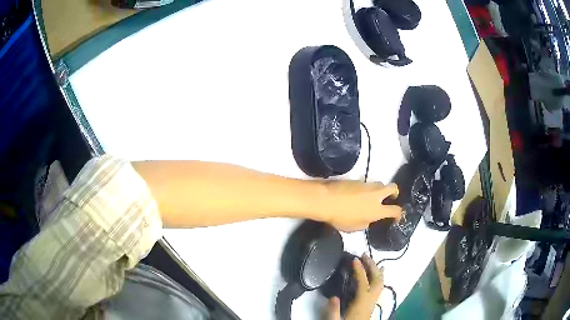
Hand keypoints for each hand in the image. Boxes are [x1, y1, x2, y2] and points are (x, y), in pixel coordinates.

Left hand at [321, 181, 401, 231]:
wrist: (325, 200)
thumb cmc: (340, 218)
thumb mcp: (355, 227)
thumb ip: (366, 222)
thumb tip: (369, 218)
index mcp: (377, 210)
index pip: (396, 210)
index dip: (399, 215)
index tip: (396, 218)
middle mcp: (375, 195)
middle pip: (393, 188)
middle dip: (395, 192)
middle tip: (390, 198)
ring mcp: (366, 185)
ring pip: (379, 183)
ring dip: (379, 189)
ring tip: (372, 196)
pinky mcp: (356, 179)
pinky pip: (365, 183)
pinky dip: (365, 188)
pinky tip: (357, 194)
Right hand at [327, 255, 383, 319]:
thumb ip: (333, 310)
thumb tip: (333, 296)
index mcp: (362, 303)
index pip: (363, 283)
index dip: (360, 270)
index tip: (354, 259)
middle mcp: (371, 300)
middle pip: (377, 280)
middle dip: (372, 266)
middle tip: (365, 255)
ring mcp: (373, 301)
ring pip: (381, 283)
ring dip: (377, 271)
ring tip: (373, 261)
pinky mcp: (372, 304)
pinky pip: (379, 288)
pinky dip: (379, 279)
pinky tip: (378, 276)